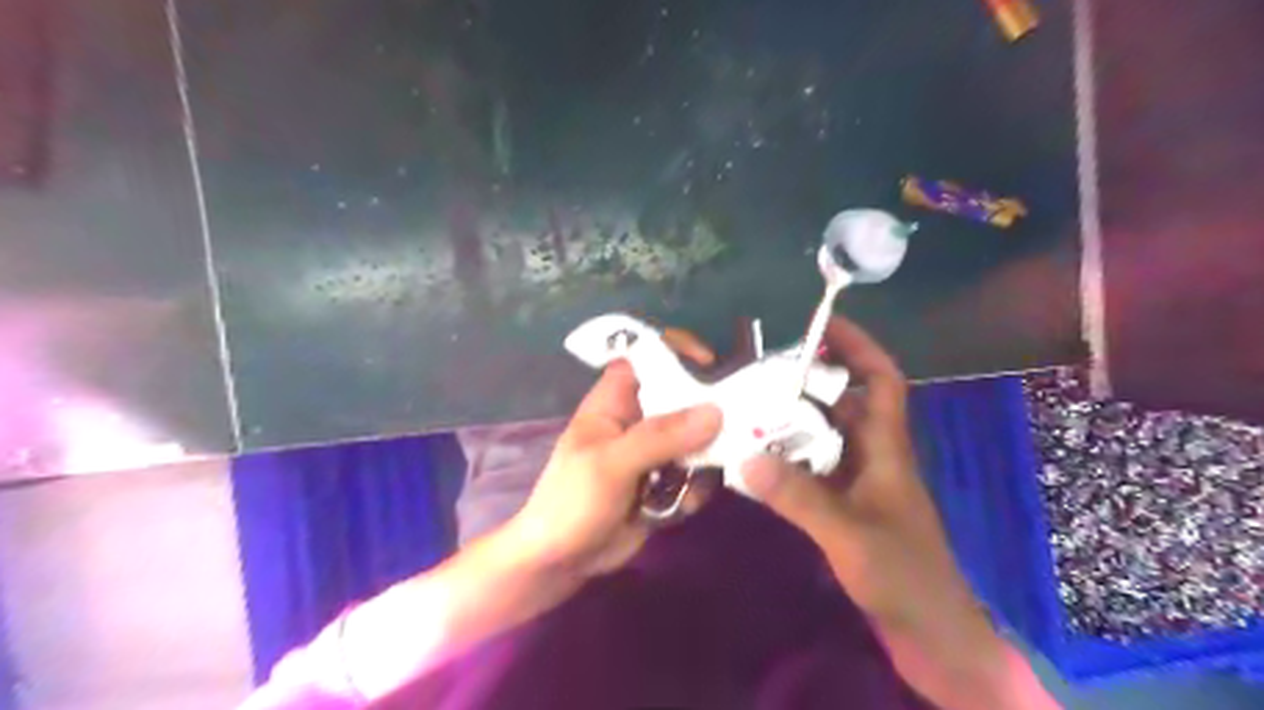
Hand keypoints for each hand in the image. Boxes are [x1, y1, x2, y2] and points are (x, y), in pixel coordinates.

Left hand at [504, 361, 719, 575]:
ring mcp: (654, 452)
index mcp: (614, 401)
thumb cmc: (571, 502)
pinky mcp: (665, 482)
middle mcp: (638, 419)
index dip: (675, 350)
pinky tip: (682, 508)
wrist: (561, 562)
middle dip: (708, 411)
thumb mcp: (611, 465)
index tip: (710, 363)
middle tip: (736, 427)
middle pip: (682, 396)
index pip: (645, 357)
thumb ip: (660, 437)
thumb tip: (715, 411)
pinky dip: (696, 488)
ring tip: (699, 480)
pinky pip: (695, 472)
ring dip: (706, 458)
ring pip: (696, 437)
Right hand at [743, 316, 985, 637]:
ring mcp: (860, 483)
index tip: (825, 323)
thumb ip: (799, 496)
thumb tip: (745, 458)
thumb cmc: (903, 576)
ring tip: (751, 409)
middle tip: (762, 370)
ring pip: (827, 436)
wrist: (930, 633)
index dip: (860, 347)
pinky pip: (815, 468)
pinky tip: (760, 462)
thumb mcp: (849, 534)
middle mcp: (874, 457)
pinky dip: (790, 458)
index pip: (882, 381)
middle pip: (845, 403)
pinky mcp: (848, 506)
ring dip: (795, 421)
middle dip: (810, 381)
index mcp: (887, 449)